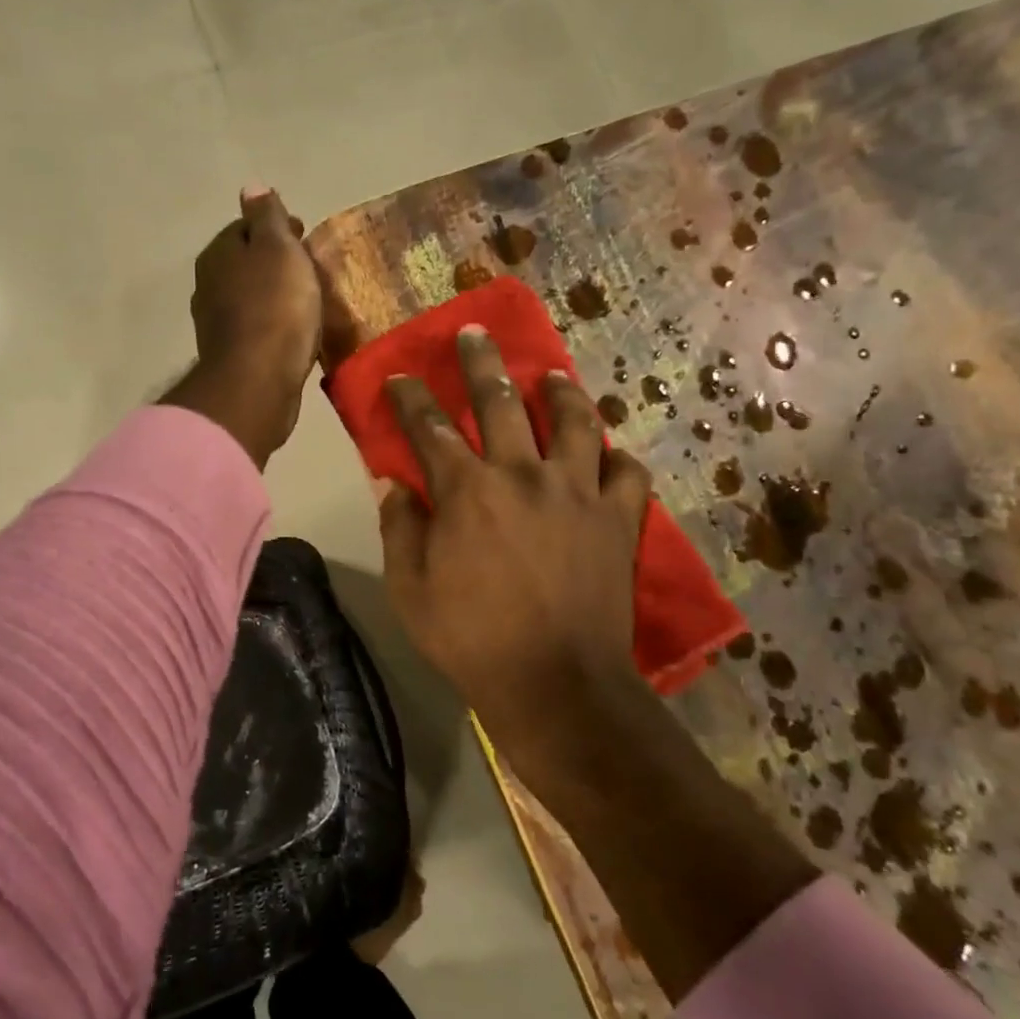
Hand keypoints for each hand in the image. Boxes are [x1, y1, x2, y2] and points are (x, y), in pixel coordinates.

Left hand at [162, 186, 322, 468]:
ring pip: (250, 298)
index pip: (245, 228)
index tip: (304, 235)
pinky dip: (273, 325)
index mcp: (217, 255)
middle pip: (246, 264)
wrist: (258, 382)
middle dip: (274, 262)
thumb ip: (267, 218)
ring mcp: (218, 325)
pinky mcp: (232, 358)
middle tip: (310, 269)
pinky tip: (293, 333)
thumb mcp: (277, 249)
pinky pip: (257, 330)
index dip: (275, 227)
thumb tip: (251, 187)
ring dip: (274, 295)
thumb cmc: (274, 308)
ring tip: (307, 301)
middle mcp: (209, 287)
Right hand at [380, 330, 820, 1001]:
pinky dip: (617, 456)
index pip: (431, 427)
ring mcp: (578, 491)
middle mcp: (523, 474)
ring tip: (552, 374)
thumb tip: (392, 482)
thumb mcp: (410, 591)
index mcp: (467, 490)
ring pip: (575, 420)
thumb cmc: (471, 640)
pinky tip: (609, 453)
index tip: (401, 377)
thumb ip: (399, 528)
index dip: (412, 397)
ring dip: (560, 390)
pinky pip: (627, 471)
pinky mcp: (618, 518)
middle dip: (482, 362)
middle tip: (475, 333)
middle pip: (502, 400)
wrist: (556, 685)